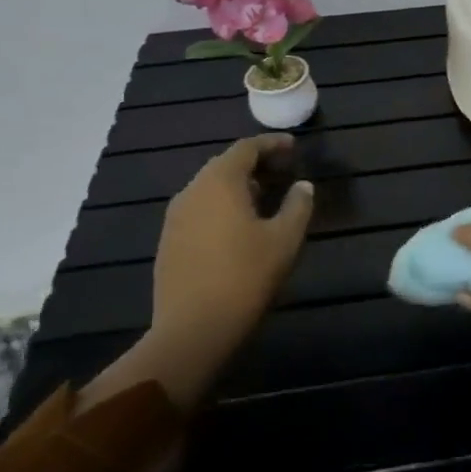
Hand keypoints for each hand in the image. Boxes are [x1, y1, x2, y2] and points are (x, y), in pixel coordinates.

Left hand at [152, 133, 313, 353]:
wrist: (193, 328)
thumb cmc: (246, 276)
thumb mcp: (285, 239)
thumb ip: (298, 205)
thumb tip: (302, 186)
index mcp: (220, 182)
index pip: (246, 148)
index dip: (272, 143)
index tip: (294, 145)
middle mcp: (192, 191)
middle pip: (225, 165)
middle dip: (255, 163)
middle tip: (283, 170)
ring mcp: (175, 217)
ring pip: (210, 188)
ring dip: (238, 185)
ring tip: (265, 196)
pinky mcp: (168, 241)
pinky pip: (199, 209)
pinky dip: (222, 205)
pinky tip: (239, 224)